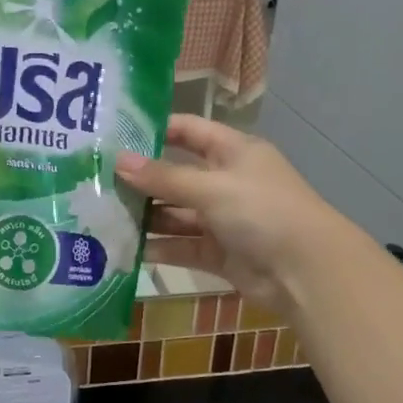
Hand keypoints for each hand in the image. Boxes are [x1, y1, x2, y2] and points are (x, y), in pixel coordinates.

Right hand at [117, 115, 346, 319]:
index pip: (189, 131)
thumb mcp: (211, 187)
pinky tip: (125, 249)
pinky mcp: (219, 253)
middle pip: (177, 175)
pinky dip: (159, 248)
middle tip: (96, 181)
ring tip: (103, 216)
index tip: (115, 136)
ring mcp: (223, 219)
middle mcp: (227, 182)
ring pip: (176, 214)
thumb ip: (164, 177)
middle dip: (142, 180)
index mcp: (233, 152)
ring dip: (146, 217)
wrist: (306, 271)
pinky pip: (182, 246)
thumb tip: (118, 162)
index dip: (156, 130)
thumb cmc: (262, 211)